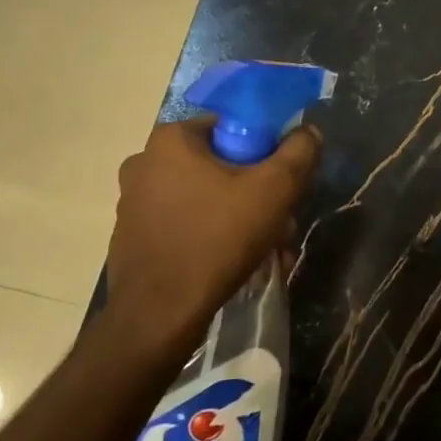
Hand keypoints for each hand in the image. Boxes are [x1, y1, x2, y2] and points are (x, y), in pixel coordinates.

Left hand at [103, 117, 320, 355]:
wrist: (160, 313)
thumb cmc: (218, 239)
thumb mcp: (275, 189)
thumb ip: (299, 152)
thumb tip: (308, 131)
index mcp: (171, 140)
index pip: (232, 127)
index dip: (265, 151)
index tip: (282, 183)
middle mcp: (144, 162)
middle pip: (220, 165)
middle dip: (255, 191)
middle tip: (279, 222)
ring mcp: (133, 202)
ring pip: (204, 197)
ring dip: (237, 216)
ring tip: (264, 249)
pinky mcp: (132, 236)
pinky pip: (184, 223)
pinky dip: (211, 235)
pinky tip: (232, 262)